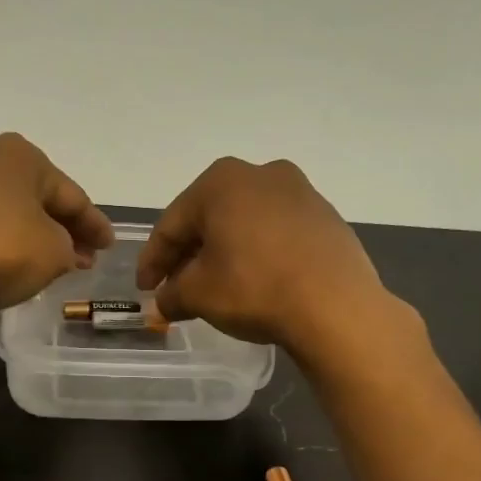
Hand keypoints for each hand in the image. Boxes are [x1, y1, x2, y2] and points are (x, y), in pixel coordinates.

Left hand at [0, 133, 113, 309]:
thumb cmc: (0, 249)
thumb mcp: (54, 254)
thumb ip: (69, 249)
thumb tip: (64, 250)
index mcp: (21, 156)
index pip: (71, 194)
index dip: (94, 224)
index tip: (108, 246)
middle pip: (32, 198)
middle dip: (59, 228)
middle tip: (81, 257)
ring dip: (23, 234)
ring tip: (41, 263)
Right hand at [135, 157, 392, 356]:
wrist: (336, 306)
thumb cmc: (254, 289)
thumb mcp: (199, 295)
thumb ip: (171, 295)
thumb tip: (163, 303)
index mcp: (221, 181)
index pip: (172, 224)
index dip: (152, 260)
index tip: (144, 289)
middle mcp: (261, 173)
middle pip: (209, 219)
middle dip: (188, 255)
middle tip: (174, 288)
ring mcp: (300, 192)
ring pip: (244, 224)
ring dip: (224, 254)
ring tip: (214, 287)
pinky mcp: (325, 217)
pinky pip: (276, 234)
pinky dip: (257, 254)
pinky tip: (254, 282)